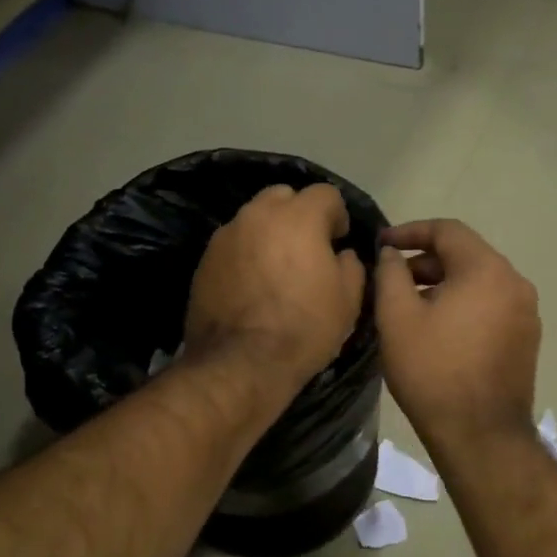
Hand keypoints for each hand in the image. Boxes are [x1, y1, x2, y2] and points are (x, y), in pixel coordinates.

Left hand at [185, 183, 366, 392]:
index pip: (325, 194)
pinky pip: (233, 244)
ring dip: (269, 233)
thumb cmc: (304, 329)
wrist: (241, 363)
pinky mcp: (204, 260)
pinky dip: (246, 254)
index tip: (339, 241)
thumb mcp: (348, 300)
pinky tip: (252, 285)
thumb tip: (342, 254)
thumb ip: (351, 265)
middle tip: (307, 248)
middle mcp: (258, 215)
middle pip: (283, 196)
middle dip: (298, 214)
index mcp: (298, 217)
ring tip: (276, 267)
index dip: (337, 216)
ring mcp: (226, 236)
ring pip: (254, 219)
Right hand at [374, 219, 540, 444]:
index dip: (410, 231)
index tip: (381, 244)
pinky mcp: (527, 339)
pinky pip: (491, 306)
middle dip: (425, 261)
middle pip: (466, 255)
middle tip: (391, 281)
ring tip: (410, 307)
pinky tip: (438, 330)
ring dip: (443, 285)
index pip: (447, 230)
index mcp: (487, 270)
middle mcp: (515, 283)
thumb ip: (391, 274)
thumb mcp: (397, 318)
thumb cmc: (433, 371)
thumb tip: (391, 254)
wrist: (480, 435)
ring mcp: (526, 313)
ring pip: (478, 282)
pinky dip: (463, 305)